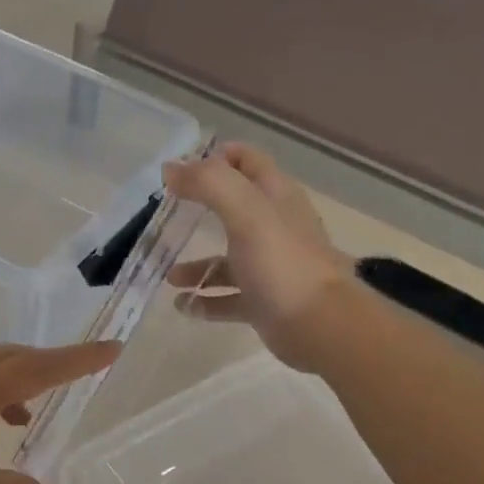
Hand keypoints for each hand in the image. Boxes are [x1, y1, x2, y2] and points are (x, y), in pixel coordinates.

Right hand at [163, 142, 354, 372]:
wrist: (320, 326)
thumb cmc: (282, 263)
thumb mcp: (246, 213)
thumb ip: (209, 184)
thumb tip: (171, 169)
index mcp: (275, 197)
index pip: (246, 161)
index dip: (215, 158)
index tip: (179, 171)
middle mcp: (274, 227)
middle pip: (233, 209)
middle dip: (198, 211)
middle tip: (164, 218)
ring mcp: (270, 267)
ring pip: (227, 260)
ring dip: (197, 266)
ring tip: (169, 276)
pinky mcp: (264, 302)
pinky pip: (227, 298)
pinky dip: (205, 301)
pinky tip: (183, 306)